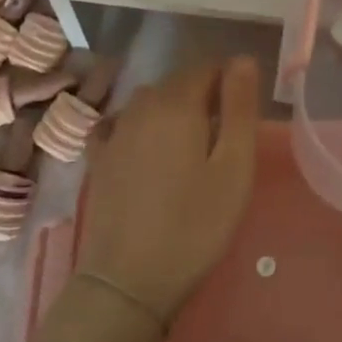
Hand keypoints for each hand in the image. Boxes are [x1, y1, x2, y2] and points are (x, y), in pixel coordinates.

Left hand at [75, 56, 260, 327]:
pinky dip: (137, 126)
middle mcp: (140, 106)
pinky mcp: (97, 159)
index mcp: (177, 104)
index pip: (208, 67)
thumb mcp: (234, 167)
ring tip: (191, 147)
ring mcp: (114, 132)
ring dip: (173, 111)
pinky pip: (120, 124)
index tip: (244, 116)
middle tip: (224, 138)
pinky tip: (144, 147)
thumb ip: (239, 108)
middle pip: (178, 82)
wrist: (128, 281)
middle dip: (204, 96)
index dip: (230, 82)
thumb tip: (242, 59)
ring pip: (150, 101)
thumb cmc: (194, 225)